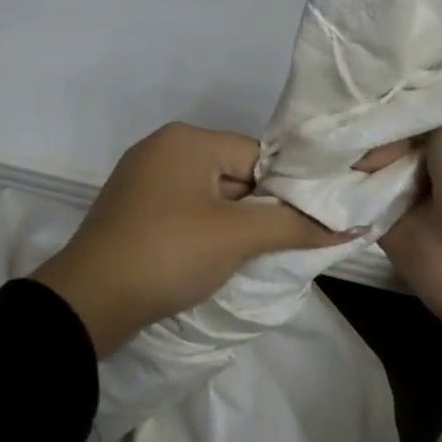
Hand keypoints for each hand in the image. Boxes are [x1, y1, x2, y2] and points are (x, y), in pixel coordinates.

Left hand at [31, 123, 351, 356]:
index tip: (306, 224)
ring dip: (234, 225)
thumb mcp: (237, 238)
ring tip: (249, 257)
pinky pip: (186, 212)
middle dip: (260, 210)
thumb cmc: (168, 254)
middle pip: (236, 174)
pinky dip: (206, 232)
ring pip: (211, 197)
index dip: (286, 191)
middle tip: (281, 245)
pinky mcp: (134, 211)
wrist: (88, 302)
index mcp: (186, 140)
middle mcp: (163, 149)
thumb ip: (295, 226)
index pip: (258, 155)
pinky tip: (213, 259)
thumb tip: (353, 224)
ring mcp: (143, 180)